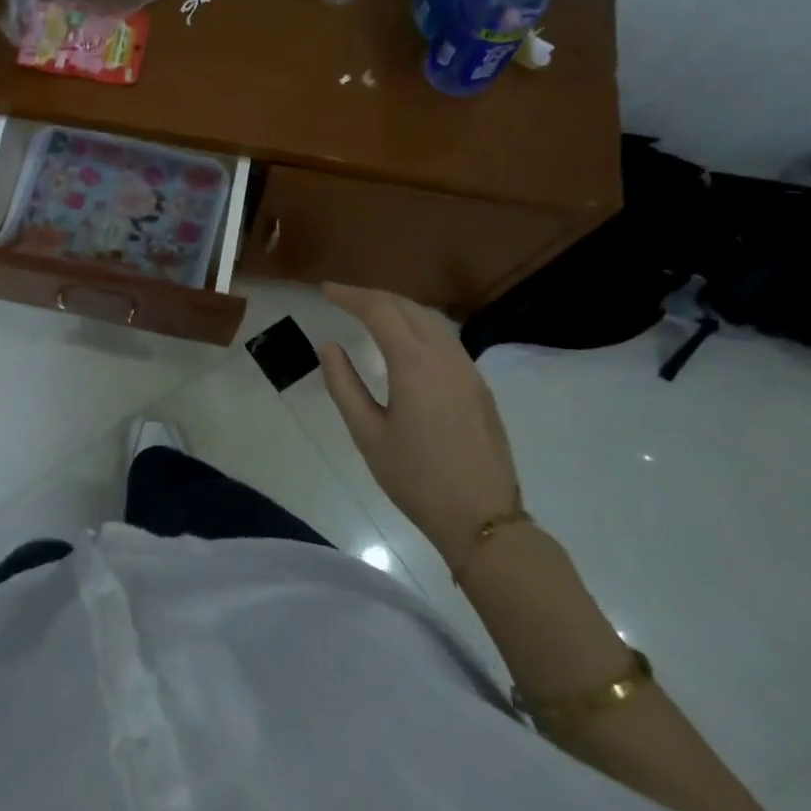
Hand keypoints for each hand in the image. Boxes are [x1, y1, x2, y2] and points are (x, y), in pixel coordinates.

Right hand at [319, 283, 518, 570]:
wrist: (483, 518)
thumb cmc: (416, 478)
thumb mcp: (367, 434)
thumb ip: (344, 385)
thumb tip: (330, 347)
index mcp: (415, 364)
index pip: (380, 311)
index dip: (351, 296)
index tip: (326, 291)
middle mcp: (446, 356)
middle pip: (408, 308)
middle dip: (374, 297)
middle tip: (343, 298)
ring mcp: (468, 370)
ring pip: (431, 321)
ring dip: (398, 308)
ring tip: (370, 313)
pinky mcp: (479, 386)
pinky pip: (445, 339)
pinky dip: (418, 326)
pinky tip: (405, 340)